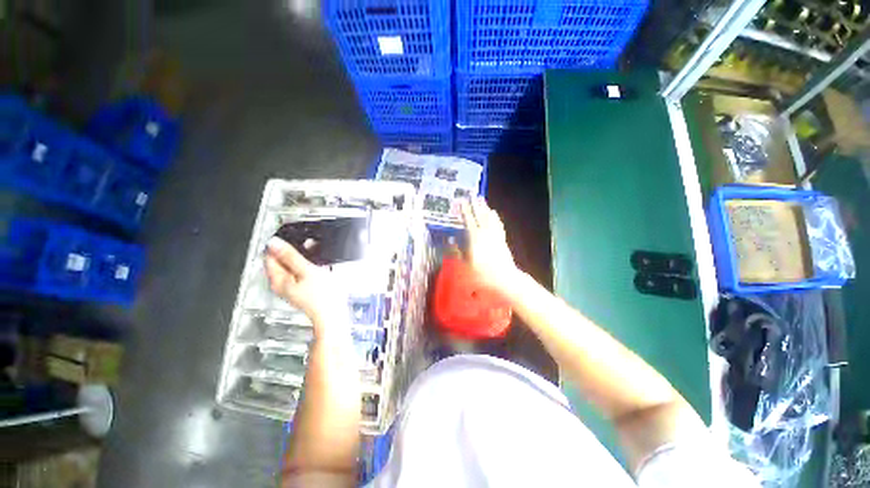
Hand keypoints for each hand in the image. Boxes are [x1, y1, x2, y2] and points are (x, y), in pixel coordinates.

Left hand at [264, 237, 345, 332]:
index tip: (290, 237)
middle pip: (281, 260)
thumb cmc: (321, 296)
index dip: (278, 244)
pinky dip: (309, 264)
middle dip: (293, 250)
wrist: (334, 312)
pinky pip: (303, 270)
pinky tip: (319, 263)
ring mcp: (295, 286)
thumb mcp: (306, 271)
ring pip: (294, 265)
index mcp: (278, 280)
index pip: (269, 256)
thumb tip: (274, 243)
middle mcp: (283, 283)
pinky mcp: (306, 287)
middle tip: (306, 244)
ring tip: (314, 252)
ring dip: (303, 256)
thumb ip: (290, 256)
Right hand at [460, 198, 518, 291]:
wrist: (504, 278)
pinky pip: (498, 224)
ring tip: (481, 198)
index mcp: (474, 237)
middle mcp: (485, 232)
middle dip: (474, 204)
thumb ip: (457, 251)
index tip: (460, 201)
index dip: (464, 210)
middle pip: (479, 215)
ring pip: (489, 217)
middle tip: (471, 194)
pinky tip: (493, 212)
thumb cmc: (482, 273)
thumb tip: (450, 240)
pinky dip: (495, 217)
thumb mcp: (465, 264)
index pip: (468, 220)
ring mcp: (494, 235)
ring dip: (484, 207)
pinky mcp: (501, 238)